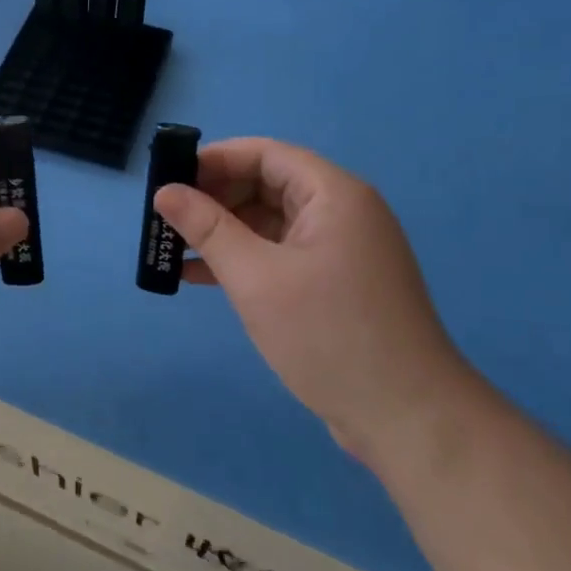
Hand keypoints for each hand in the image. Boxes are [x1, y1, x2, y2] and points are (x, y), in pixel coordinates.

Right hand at [153, 138, 465, 451]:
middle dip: (213, 198)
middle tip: (165, 218)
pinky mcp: (335, 284)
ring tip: (170, 248)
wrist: (406, 416)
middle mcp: (341, 212)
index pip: (265, 154)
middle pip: (267, 184)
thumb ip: (208, 229)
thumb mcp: (256, 278)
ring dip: (222, 232)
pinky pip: (280, 254)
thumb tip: (165, 191)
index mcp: (333, 195)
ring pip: (270, 222)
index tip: (167, 178)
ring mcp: (340, 250)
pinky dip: (243, 260)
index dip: (213, 160)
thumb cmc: (328, 334)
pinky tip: (198, 277)